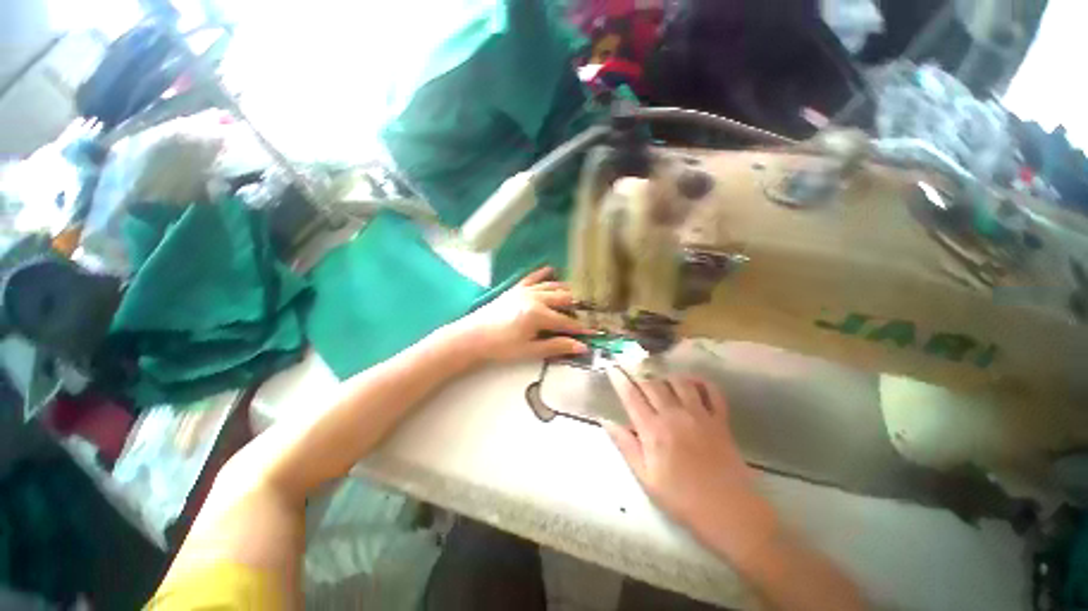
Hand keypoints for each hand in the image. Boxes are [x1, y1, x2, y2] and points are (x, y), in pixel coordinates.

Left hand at [449, 267, 591, 362]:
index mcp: (539, 314)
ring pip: (552, 286)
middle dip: (579, 306)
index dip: (582, 328)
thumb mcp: (530, 350)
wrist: (472, 336)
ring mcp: (526, 290)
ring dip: (566, 290)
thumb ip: (556, 346)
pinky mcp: (516, 288)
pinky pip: (533, 277)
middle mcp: (536, 297)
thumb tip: (581, 347)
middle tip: (591, 311)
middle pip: (564, 299)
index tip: (595, 331)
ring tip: (578, 295)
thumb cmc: (501, 347)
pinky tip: (552, 269)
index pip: (567, 322)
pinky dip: (544, 274)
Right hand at [604, 370, 864, 610]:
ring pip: (679, 382)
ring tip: (659, 380)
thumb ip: (625, 446)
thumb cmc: (682, 500)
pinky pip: (712, 391)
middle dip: (639, 374)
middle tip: (631, 370)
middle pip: (652, 384)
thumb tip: (606, 421)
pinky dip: (701, 382)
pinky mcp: (720, 420)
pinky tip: (692, 383)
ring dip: (666, 377)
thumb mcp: (646, 478)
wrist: (730, 514)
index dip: (619, 379)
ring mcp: (700, 415)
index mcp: (654, 431)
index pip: (631, 396)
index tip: (612, 367)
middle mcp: (675, 415)